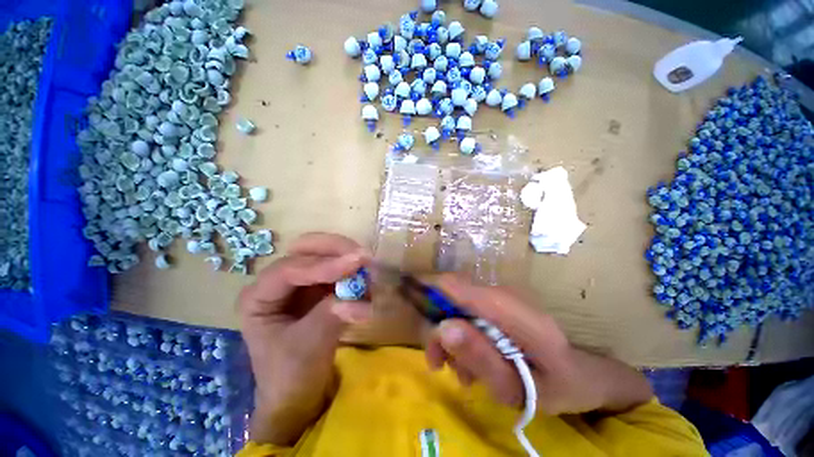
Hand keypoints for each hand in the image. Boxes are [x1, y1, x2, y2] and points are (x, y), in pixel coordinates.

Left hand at [239, 233, 370, 444]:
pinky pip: (339, 270)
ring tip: (369, 274)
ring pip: (325, 255)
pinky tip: (366, 285)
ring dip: (348, 260)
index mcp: (258, 297)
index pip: (290, 269)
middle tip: (363, 257)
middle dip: (336, 250)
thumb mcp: (309, 347)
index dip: (324, 265)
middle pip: (306, 250)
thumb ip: (331, 314)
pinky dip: (354, 273)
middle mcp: (278, 282)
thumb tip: (358, 295)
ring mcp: (301, 283)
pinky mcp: (319, 288)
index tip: (356, 263)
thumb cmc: (292, 376)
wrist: (300, 395)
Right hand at [425, 274, 652, 415]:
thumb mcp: (517, 389)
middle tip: (437, 362)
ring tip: (458, 372)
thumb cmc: (555, 387)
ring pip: (458, 305)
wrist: (579, 375)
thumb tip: (443, 327)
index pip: (459, 285)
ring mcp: (501, 297)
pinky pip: (468, 311)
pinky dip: (461, 334)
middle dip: (438, 326)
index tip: (403, 294)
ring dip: (450, 336)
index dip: (428, 285)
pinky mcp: (498, 304)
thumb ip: (481, 358)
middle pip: (454, 295)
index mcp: (513, 311)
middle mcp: (504, 295)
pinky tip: (471, 363)